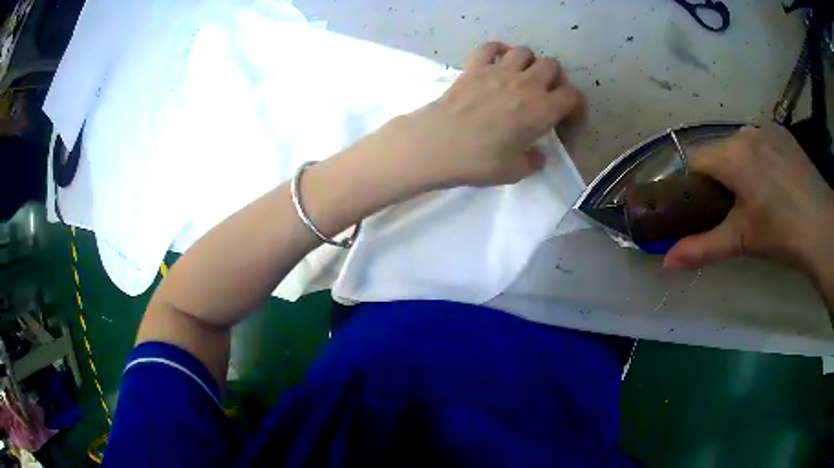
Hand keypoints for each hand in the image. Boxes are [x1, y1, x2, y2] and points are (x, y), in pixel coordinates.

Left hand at [380, 42, 582, 188]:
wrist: (439, 144)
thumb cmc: (480, 161)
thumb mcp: (514, 172)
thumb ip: (532, 162)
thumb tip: (537, 156)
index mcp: (542, 109)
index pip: (572, 95)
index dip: (575, 105)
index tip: (567, 117)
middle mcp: (526, 84)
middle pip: (552, 66)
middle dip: (554, 78)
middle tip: (545, 94)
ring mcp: (499, 70)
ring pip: (525, 51)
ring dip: (529, 62)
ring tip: (522, 77)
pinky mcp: (475, 66)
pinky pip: (490, 46)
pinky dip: (497, 50)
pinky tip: (496, 61)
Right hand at [664, 125, 833, 280]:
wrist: (822, 227)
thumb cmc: (781, 233)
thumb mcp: (741, 242)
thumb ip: (702, 248)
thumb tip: (665, 264)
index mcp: (732, 154)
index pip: (696, 159)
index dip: (697, 184)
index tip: (709, 207)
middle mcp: (746, 131)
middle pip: (721, 151)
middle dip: (723, 176)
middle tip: (739, 208)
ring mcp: (767, 128)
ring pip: (742, 145)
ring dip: (743, 165)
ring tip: (762, 195)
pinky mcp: (783, 132)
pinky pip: (762, 140)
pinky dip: (762, 157)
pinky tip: (778, 181)